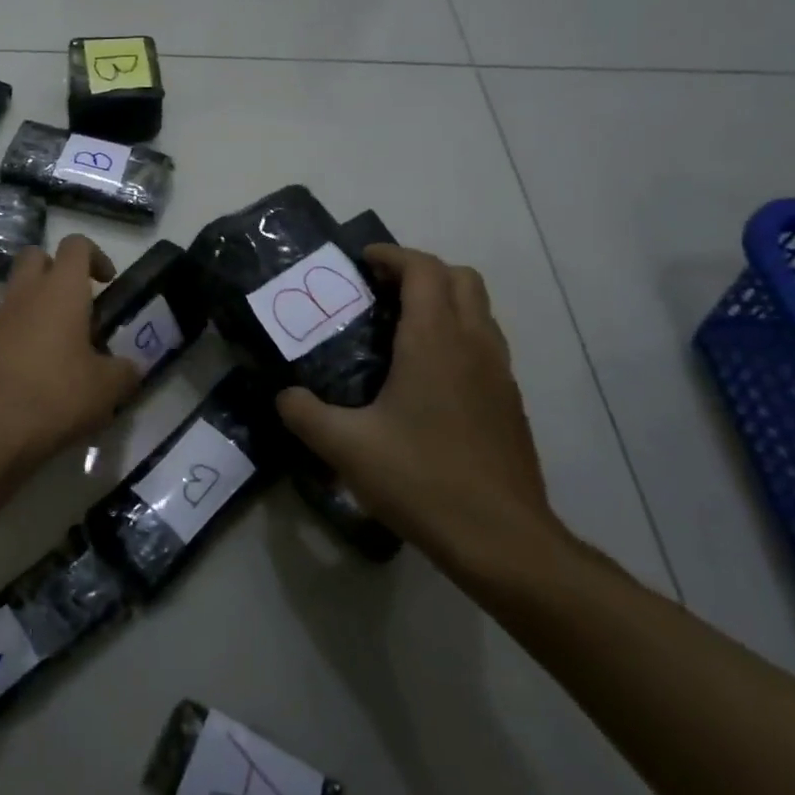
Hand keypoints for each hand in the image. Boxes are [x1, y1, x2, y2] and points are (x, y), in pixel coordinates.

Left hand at [0, 235, 141, 473]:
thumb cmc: (57, 397)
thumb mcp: (108, 389)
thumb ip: (125, 371)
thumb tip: (131, 368)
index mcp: (60, 291)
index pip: (76, 244)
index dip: (95, 255)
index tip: (106, 283)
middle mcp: (24, 294)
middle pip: (35, 256)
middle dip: (56, 270)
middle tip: (76, 305)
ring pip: (15, 293)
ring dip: (35, 306)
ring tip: (55, 347)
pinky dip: (15, 336)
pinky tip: (29, 372)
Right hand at [276, 246, 565, 580]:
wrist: (502, 539)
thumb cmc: (421, 479)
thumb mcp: (345, 447)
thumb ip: (304, 414)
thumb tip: (285, 396)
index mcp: (435, 341)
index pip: (424, 269)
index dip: (393, 255)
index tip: (362, 261)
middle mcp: (474, 344)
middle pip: (460, 279)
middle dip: (421, 271)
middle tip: (380, 291)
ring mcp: (500, 373)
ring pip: (479, 310)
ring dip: (443, 301)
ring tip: (401, 328)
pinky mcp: (510, 402)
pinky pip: (485, 345)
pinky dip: (458, 335)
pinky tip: (427, 377)